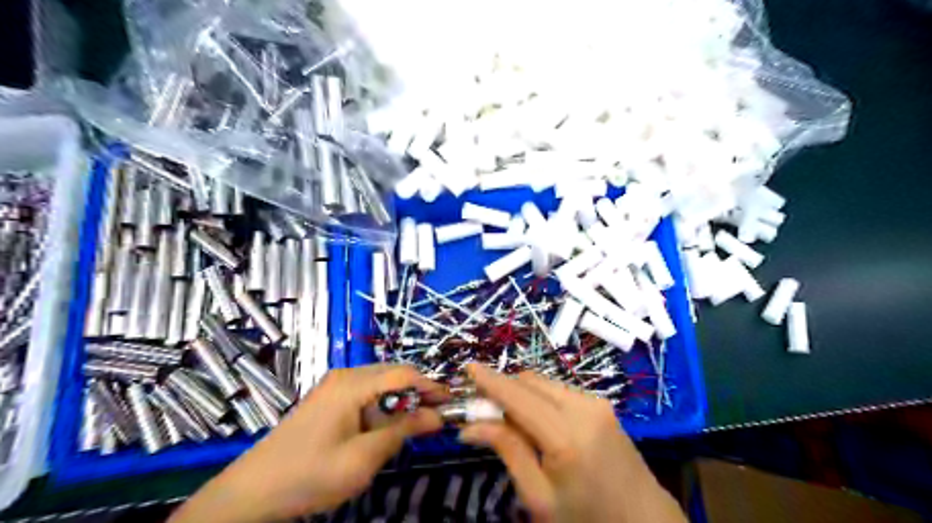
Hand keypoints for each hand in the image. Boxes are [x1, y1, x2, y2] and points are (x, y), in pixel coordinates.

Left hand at [171, 365, 448, 519]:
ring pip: (381, 383)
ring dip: (401, 401)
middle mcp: (345, 376)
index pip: (404, 374)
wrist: (253, 491)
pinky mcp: (329, 398)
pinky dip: (383, 406)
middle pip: (393, 374)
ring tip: (414, 425)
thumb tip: (436, 416)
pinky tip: (384, 427)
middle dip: (418, 393)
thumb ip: (401, 432)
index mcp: (353, 384)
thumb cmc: (309, 475)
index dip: (431, 386)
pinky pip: (366, 393)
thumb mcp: (362, 459)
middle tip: (437, 416)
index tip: (452, 402)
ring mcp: (335, 385)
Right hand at [459, 363, 682, 521]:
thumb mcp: (539, 497)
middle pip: (530, 382)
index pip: (518, 396)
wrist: (644, 521)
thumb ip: (507, 451)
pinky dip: (539, 397)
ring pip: (544, 383)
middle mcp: (583, 407)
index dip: (490, 381)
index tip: (467, 367)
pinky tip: (534, 420)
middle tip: (481, 408)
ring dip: (520, 393)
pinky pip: (559, 390)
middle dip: (503, 388)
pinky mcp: (602, 404)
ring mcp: (596, 402)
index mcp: (566, 435)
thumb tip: (470, 426)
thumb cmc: (587, 518)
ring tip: (506, 418)